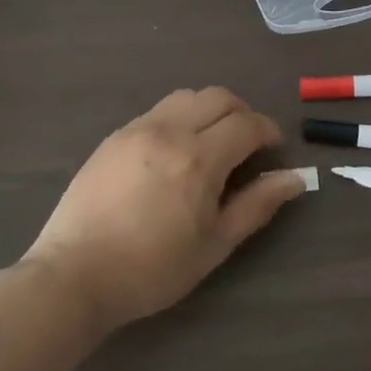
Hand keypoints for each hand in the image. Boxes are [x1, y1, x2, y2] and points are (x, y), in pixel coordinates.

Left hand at [23, 88, 305, 334]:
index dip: (268, 131)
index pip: (247, 123)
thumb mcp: (214, 245)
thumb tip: (296, 178)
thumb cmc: (151, 269)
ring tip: (211, 143)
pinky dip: (180, 117)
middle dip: (242, 113)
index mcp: (199, 157)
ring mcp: (138, 127)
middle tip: (247, 144)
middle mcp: (171, 129)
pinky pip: (158, 110)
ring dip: (210, 110)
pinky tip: (174, 151)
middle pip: (219, 97)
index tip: (274, 149)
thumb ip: (257, 205)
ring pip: (187, 96)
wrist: (74, 274)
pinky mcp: (115, 135)